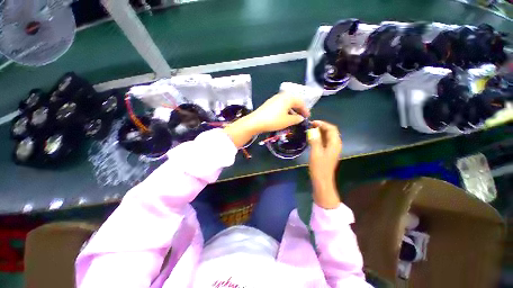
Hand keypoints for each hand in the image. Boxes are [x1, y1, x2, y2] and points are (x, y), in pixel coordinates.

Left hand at [224, 93, 309, 147]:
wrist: (255, 122)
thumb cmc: (274, 120)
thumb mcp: (287, 121)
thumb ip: (297, 119)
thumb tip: (301, 118)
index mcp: (288, 98)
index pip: (300, 102)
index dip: (305, 110)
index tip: (308, 117)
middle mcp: (282, 96)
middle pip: (294, 101)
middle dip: (299, 109)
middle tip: (302, 117)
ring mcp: (274, 99)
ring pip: (287, 103)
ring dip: (292, 110)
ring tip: (294, 118)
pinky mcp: (269, 103)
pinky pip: (281, 105)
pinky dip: (285, 110)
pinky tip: (285, 116)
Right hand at [307, 121, 342, 208]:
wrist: (322, 180)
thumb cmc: (319, 167)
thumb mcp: (316, 152)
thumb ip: (315, 140)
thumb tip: (312, 130)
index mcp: (335, 144)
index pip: (331, 129)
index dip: (323, 124)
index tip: (312, 123)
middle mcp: (335, 145)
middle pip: (331, 132)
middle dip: (321, 127)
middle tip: (310, 126)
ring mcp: (332, 149)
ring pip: (328, 136)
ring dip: (320, 132)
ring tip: (310, 131)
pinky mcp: (328, 152)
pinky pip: (325, 141)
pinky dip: (319, 138)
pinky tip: (312, 139)